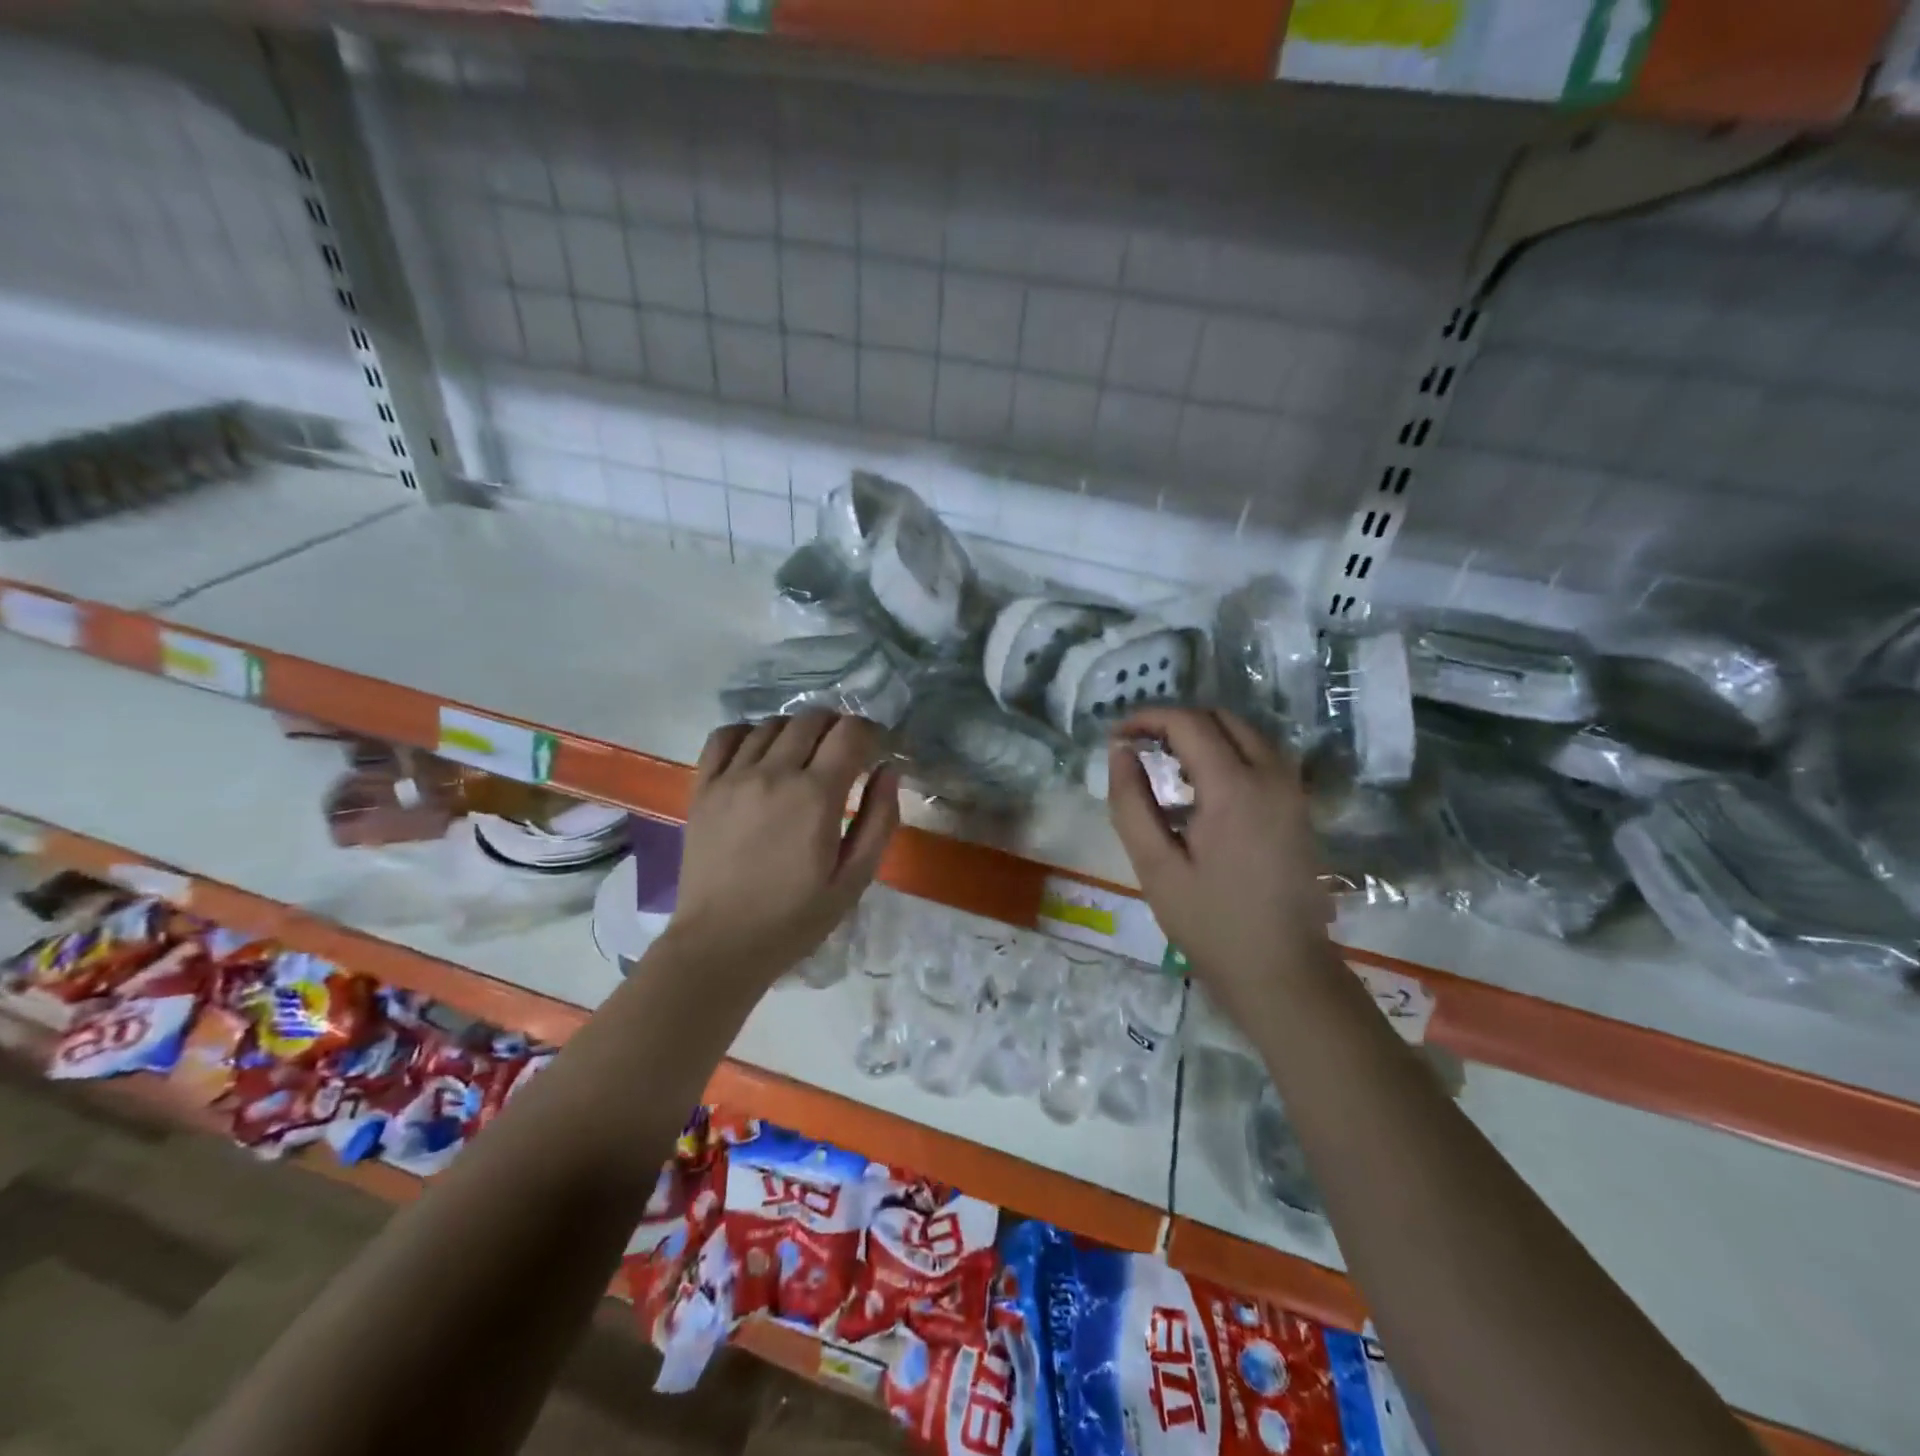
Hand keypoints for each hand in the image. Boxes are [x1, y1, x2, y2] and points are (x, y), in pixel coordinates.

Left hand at [662, 713, 899, 986]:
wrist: (721, 944)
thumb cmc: (795, 918)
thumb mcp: (855, 879)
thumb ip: (880, 820)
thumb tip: (888, 770)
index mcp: (817, 795)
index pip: (851, 732)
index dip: (871, 733)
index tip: (876, 752)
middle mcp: (774, 773)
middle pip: (813, 719)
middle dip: (838, 728)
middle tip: (844, 756)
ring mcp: (733, 777)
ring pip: (773, 724)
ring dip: (798, 732)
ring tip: (803, 758)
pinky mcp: (704, 787)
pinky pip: (726, 736)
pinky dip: (749, 733)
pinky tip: (759, 753)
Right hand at [1107, 709, 1332, 1024]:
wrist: (1284, 971)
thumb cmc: (1212, 923)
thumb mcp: (1155, 867)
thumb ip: (1131, 803)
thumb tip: (1120, 752)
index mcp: (1234, 787)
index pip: (1188, 723)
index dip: (1147, 719)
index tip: (1117, 737)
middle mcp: (1271, 775)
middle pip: (1221, 717)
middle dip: (1176, 722)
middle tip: (1140, 748)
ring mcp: (1293, 789)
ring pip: (1246, 733)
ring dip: (1204, 735)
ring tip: (1168, 766)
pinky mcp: (1300, 807)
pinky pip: (1262, 756)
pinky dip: (1229, 752)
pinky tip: (1203, 788)